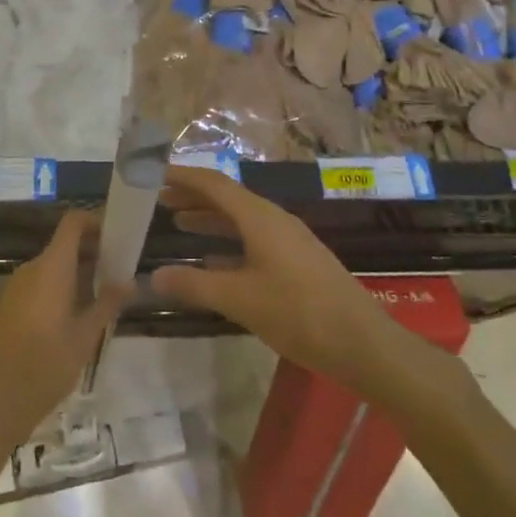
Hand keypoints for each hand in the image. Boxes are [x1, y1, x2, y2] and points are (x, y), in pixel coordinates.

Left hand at [0, 212, 126, 447]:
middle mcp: (33, 268)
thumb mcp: (86, 335)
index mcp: (52, 267)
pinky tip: (78, 313)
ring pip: (54, 265)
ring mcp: (18, 285)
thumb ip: (108, 303)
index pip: (73, 223)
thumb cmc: (47, 363)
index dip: (95, 222)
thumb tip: (129, 281)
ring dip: (79, 271)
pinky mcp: (11, 303)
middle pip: (65, 244)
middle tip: (120, 271)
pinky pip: (41, 281)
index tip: (118, 237)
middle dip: (93, 251)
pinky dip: (62, 285)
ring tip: (104, 295)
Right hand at [149, 166, 389, 386]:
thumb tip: (152, 276)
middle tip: (158, 200)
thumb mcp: (239, 299)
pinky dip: (228, 243)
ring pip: (241, 220)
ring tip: (178, 223)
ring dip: (209, 219)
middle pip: (227, 198)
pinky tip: (213, 262)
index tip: (153, 172)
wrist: (363, 344)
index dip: (183, 176)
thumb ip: (194, 285)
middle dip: (192, 196)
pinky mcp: (297, 263)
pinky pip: (253, 240)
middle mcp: (274, 220)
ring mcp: (288, 241)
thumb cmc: (298, 313)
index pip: (214, 183)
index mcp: (260, 217)